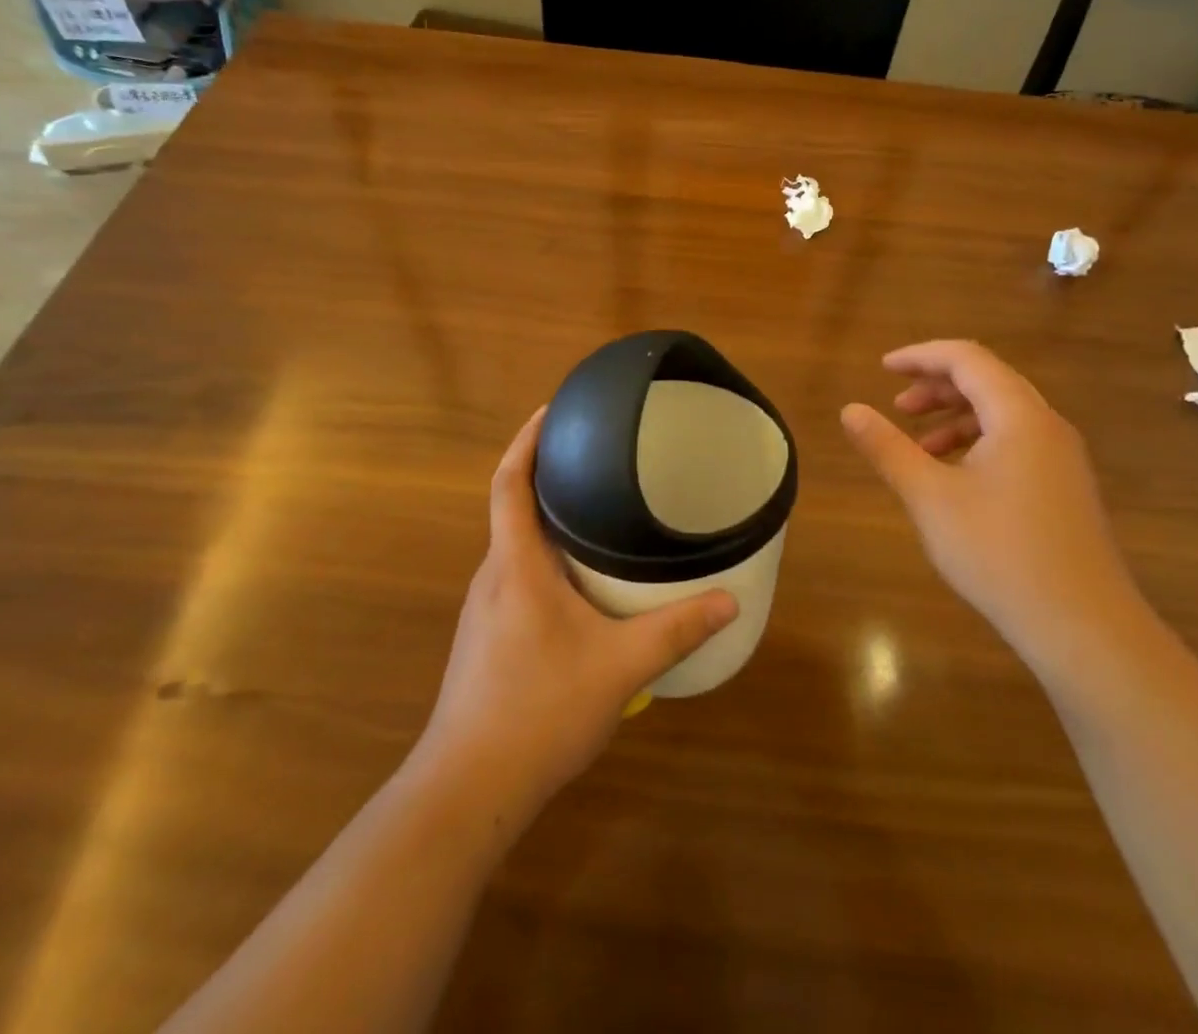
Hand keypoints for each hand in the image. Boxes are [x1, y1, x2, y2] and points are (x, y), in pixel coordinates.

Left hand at [416, 408, 738, 817]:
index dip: (527, 440)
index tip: (550, 409)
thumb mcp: (620, 667)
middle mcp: (494, 576)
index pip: (509, 483)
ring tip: (594, 511)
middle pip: (512, 508)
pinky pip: (517, 577)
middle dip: (547, 475)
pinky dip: (544, 559)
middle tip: (594, 456)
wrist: (468, 788)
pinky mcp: (486, 638)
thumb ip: (675, 630)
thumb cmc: (539, 709)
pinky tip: (579, 583)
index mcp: (516, 565)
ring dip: (546, 521)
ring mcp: (485, 610)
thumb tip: (729, 600)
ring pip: (516, 546)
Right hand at [841, 341, 1145, 666]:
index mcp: (1019, 415)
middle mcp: (1047, 425)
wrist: (1083, 626)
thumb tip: (850, 410)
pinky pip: (1016, 444)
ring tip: (918, 448)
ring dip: (956, 419)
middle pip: (988, 382)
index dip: (921, 356)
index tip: (883, 368)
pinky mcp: (1065, 489)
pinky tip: (954, 480)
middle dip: (938, 388)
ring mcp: (1062, 458)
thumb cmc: (999, 552)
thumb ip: (887, 448)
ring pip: (1002, 416)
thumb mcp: (930, 497)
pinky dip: (978, 445)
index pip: (967, 359)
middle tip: (898, 407)